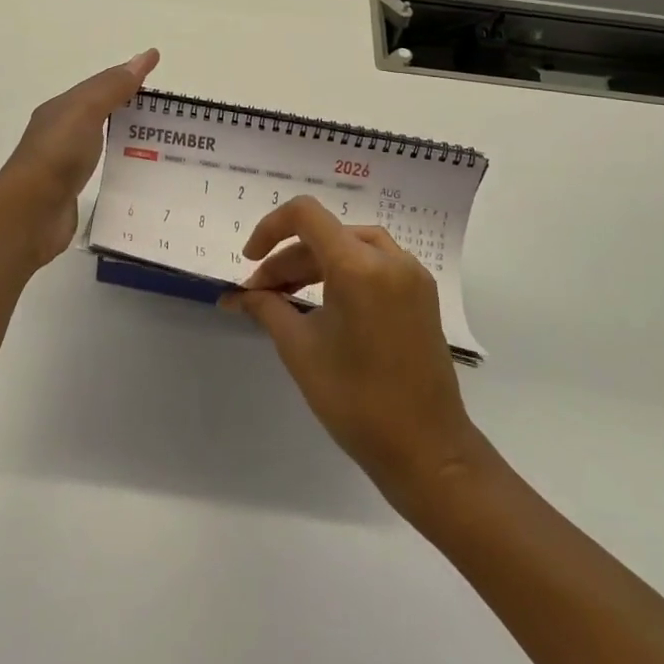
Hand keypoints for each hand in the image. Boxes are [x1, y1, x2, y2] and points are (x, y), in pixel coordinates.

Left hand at [0, 49, 158, 264]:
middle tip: (165, 110)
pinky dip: (118, 164)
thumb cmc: (57, 155)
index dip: (127, 76)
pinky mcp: (71, 192)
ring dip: (124, 136)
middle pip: (99, 112)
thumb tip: (144, 56)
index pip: (100, 86)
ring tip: (160, 141)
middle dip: (128, 106)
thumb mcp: (86, 111)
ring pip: (100, 141)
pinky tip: (135, 172)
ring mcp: (64, 164)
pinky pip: (100, 169)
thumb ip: (113, 86)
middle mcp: (60, 133)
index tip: (156, 69)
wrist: (30, 213)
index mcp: (61, 109)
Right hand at [221, 196, 486, 511]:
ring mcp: (412, 274)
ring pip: (351, 246)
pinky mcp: (422, 293)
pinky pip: (375, 263)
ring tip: (287, 297)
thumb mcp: (300, 349)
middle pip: (326, 234)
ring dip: (315, 263)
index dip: (270, 228)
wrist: (427, 449)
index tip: (249, 260)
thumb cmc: (356, 400)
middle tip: (260, 294)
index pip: (305, 215)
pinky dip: (344, 272)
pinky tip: (325, 301)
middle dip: (288, 258)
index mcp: (359, 266)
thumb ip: (266, 308)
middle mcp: (390, 258)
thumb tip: (236, 295)